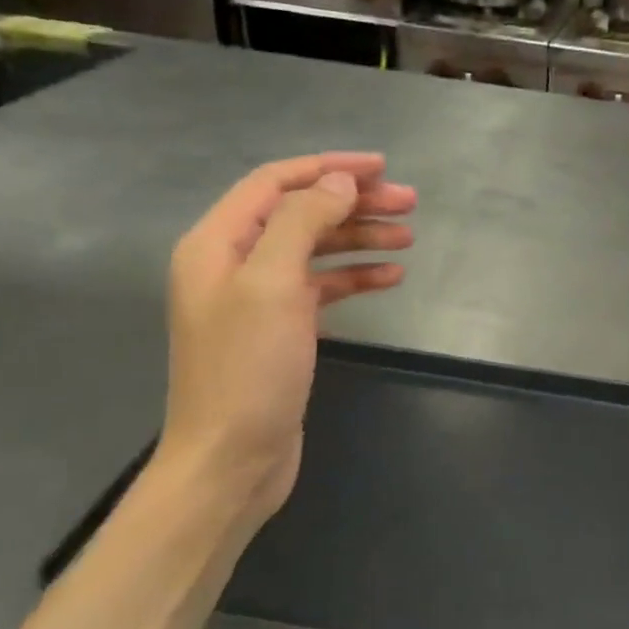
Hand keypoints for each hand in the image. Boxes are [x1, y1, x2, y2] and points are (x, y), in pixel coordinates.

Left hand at [159, 154, 415, 520]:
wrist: (231, 460)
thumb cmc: (247, 369)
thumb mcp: (273, 284)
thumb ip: (304, 223)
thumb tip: (339, 183)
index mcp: (217, 243)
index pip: (276, 183)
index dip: (329, 168)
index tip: (382, 168)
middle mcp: (234, 263)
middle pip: (301, 214)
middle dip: (355, 204)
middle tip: (410, 203)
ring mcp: (258, 298)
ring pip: (316, 249)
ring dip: (361, 238)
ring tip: (409, 238)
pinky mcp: (281, 330)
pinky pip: (323, 287)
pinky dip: (356, 277)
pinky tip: (391, 277)